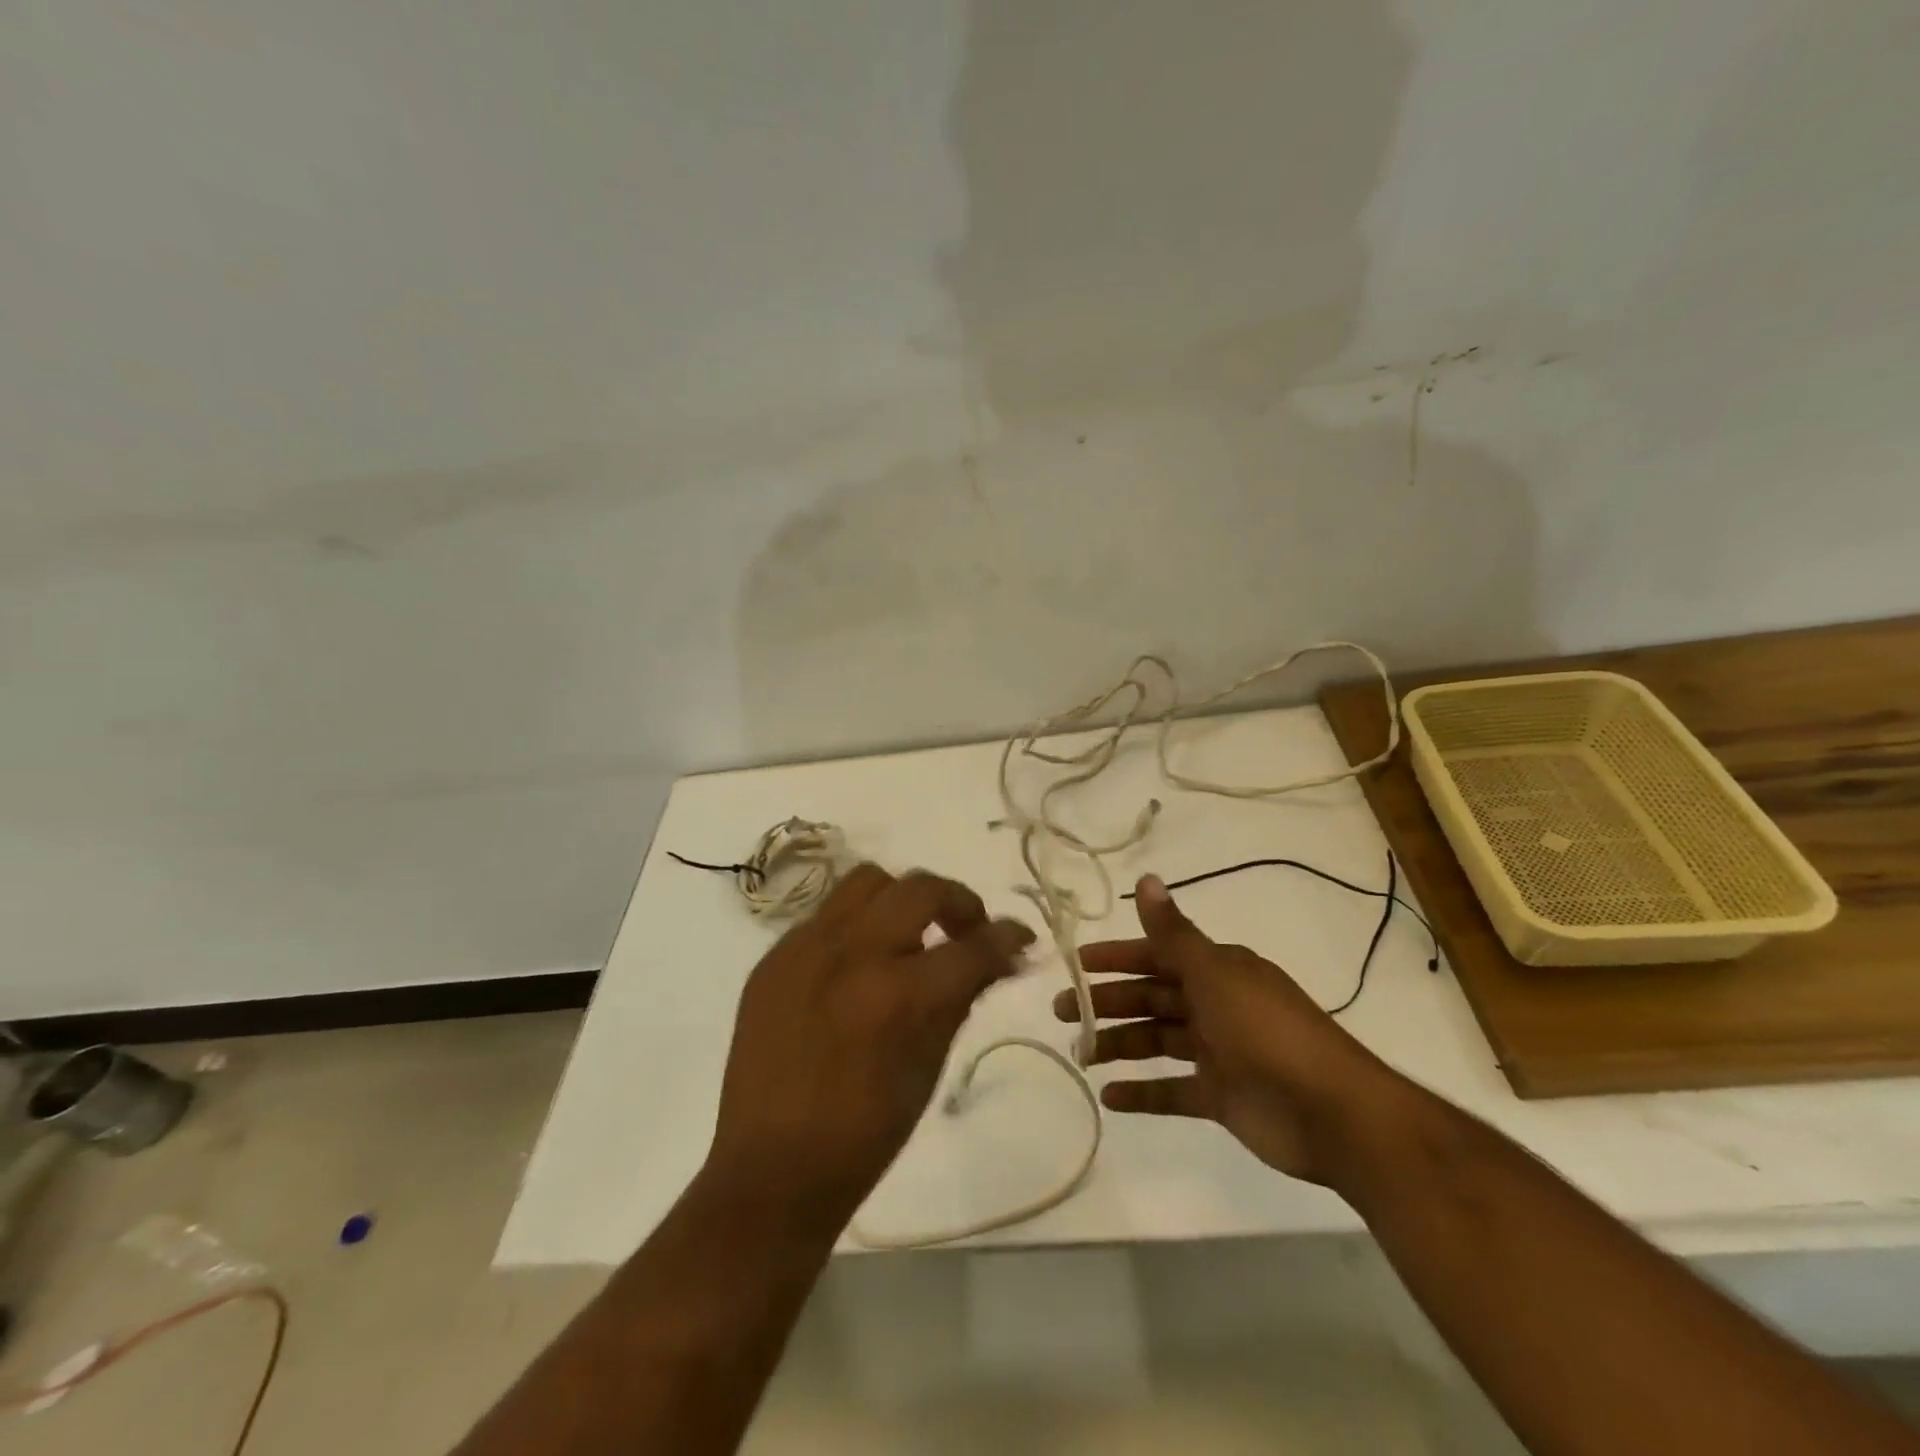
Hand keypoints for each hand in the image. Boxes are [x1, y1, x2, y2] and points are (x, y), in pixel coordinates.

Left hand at [707, 864, 1033, 1230]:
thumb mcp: (929, 1066)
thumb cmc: (864, 1133)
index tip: (1021, 938)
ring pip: (868, 882)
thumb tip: (997, 959)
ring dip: (903, 899)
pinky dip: (858, 925)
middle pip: (921, 889)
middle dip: (960, 903)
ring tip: (911, 935)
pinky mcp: (774, 956)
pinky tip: (860, 962)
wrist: (771, 1169)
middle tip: (969, 931)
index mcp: (898, 995)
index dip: (1008, 937)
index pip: (972, 945)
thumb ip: (962, 998)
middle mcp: (851, 954)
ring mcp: (805, 948)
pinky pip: (827, 914)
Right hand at [1055, 874, 1402, 1187]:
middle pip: (1152, 998)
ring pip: (1157, 1041)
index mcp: (1218, 971)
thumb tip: (1146, 878)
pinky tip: (1110, 1097)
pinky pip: (1173, 1090)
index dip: (1116, 958)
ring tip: (1080, 1055)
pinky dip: (1143, 1093)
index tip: (1076, 965)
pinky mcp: (1222, 1096)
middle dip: (1108, 1002)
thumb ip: (1173, 933)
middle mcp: (1216, 1005)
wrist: (1334, 1113)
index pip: (1157, 955)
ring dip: (1119, 1045)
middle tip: (1062, 1013)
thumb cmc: (1267, 1031)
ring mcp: (1219, 1052)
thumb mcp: (1215, 974)